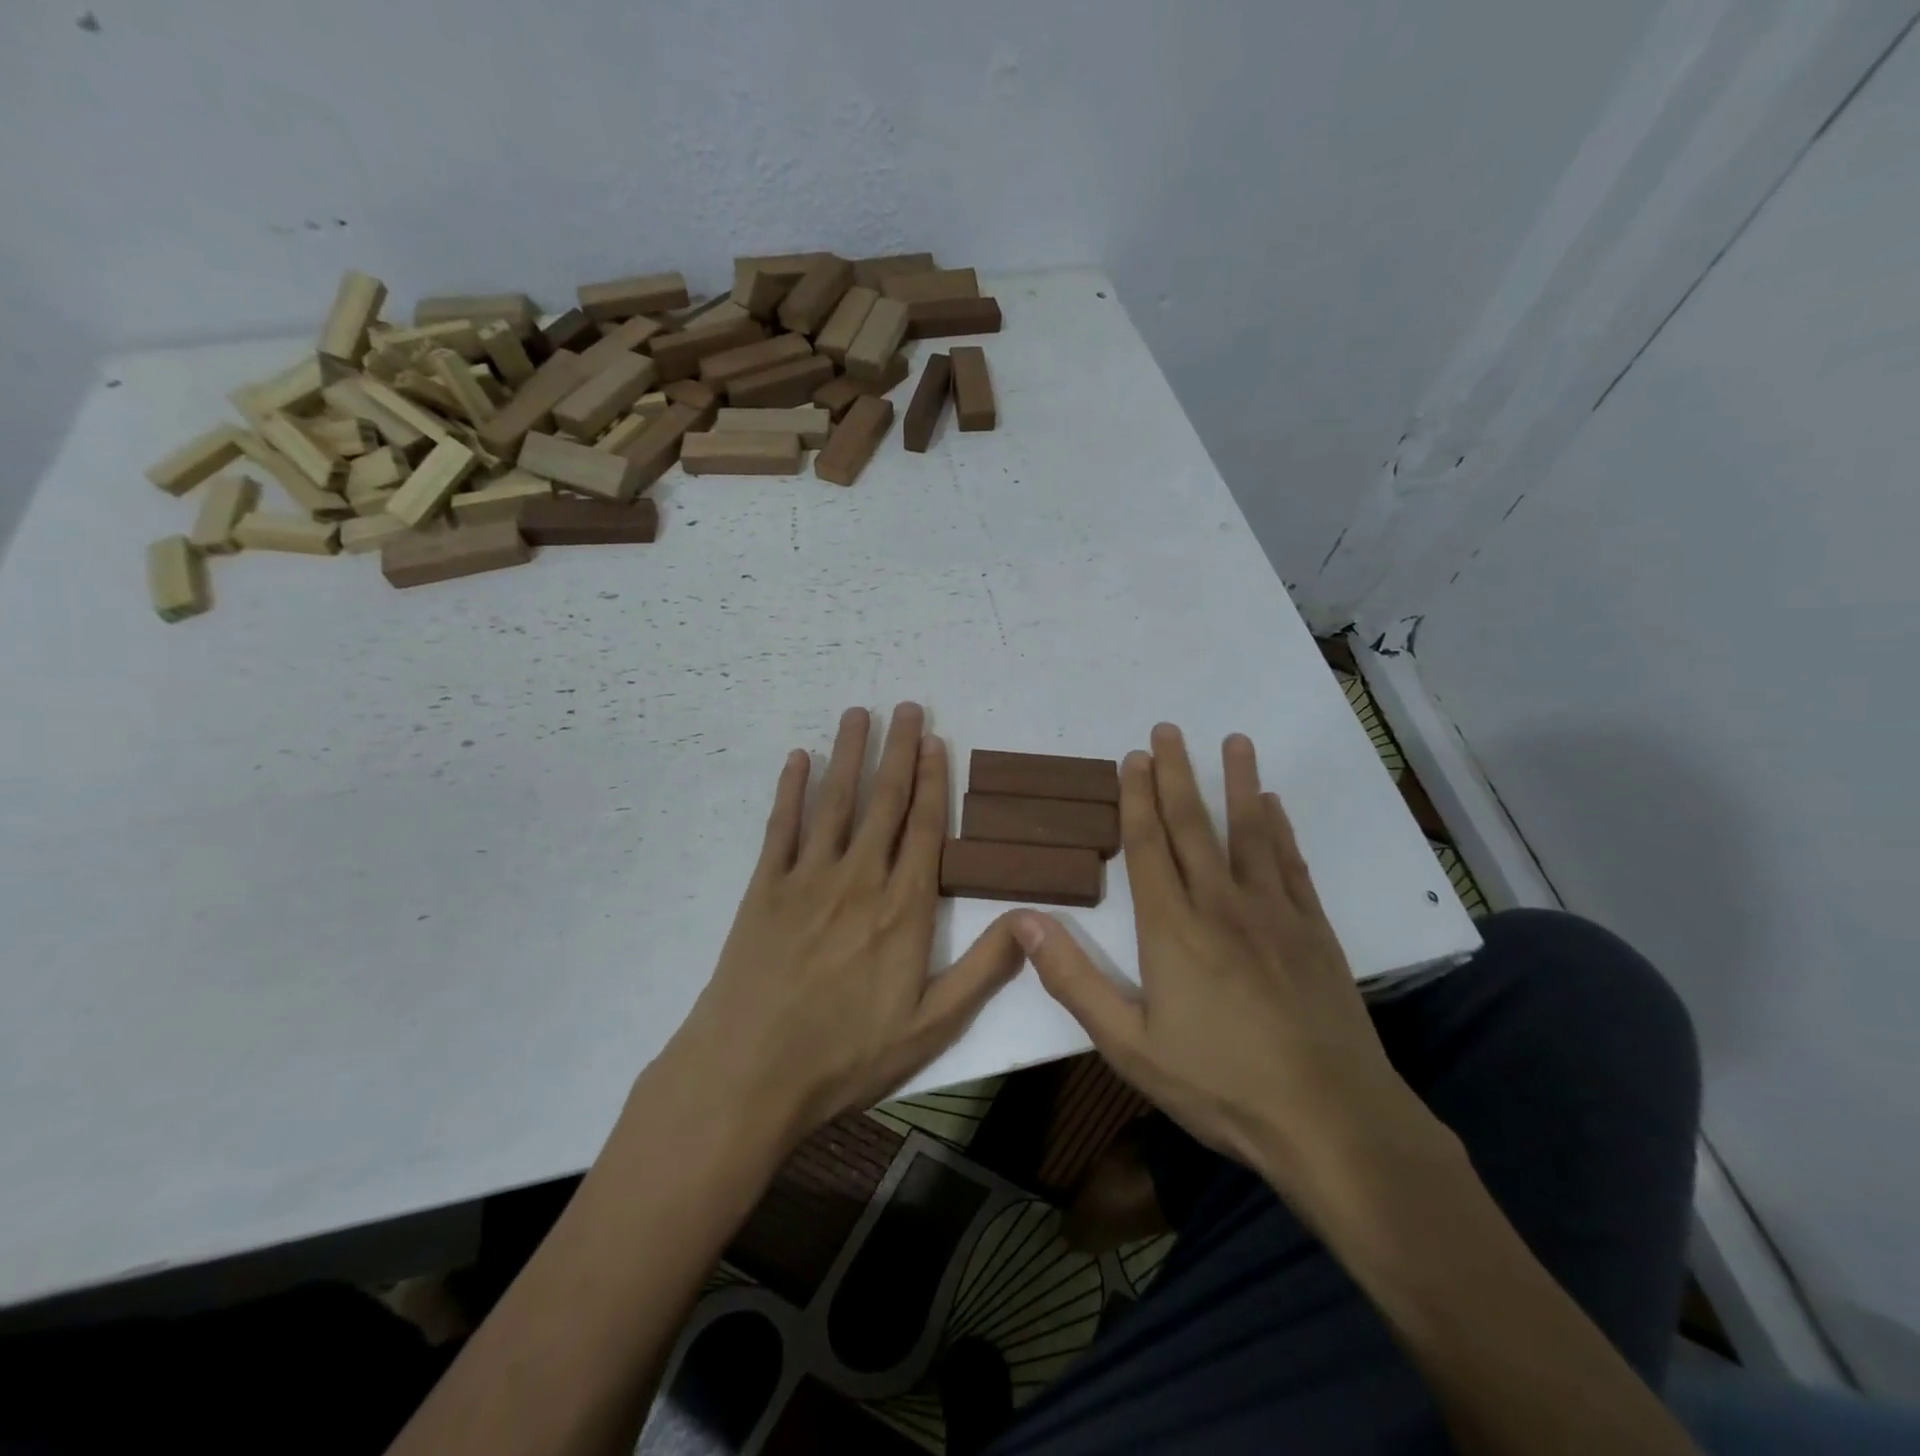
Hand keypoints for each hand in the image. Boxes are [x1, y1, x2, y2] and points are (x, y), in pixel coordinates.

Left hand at [661, 704, 1024, 1150]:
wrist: (748, 1075)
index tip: (937, 742)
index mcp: (904, 909)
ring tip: (859, 713)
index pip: (925, 829)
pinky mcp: (764, 888)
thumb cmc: (846, 1055)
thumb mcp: (932, 1027)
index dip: (934, 782)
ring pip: (836, 801)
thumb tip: (1032, 918)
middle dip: (899, 751)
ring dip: (849, 754)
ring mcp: (807, 878)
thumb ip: (984, 969)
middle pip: (885, 802)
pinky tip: (799, 758)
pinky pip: (781, 826)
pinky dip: (790, 789)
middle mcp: (860, 879)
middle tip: (907, 706)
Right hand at [1015, 724, 1444, 1215]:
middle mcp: (1221, 905)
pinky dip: (1281, 830)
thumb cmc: (1220, 1084)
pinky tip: (1275, 807)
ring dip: (1237, 783)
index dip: (1136, 799)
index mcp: (1172, 929)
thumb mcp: (1129, 1044)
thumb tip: (1021, 921)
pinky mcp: (1313, 931)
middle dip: (1176, 774)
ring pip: (1250, 833)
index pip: (1148, 846)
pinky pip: (1292, 865)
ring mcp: (1274, 914)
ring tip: (1233, 740)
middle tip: (1168, 730)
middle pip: (1193, 825)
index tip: (1133, 758)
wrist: (1331, 1121)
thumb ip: (1073, 979)